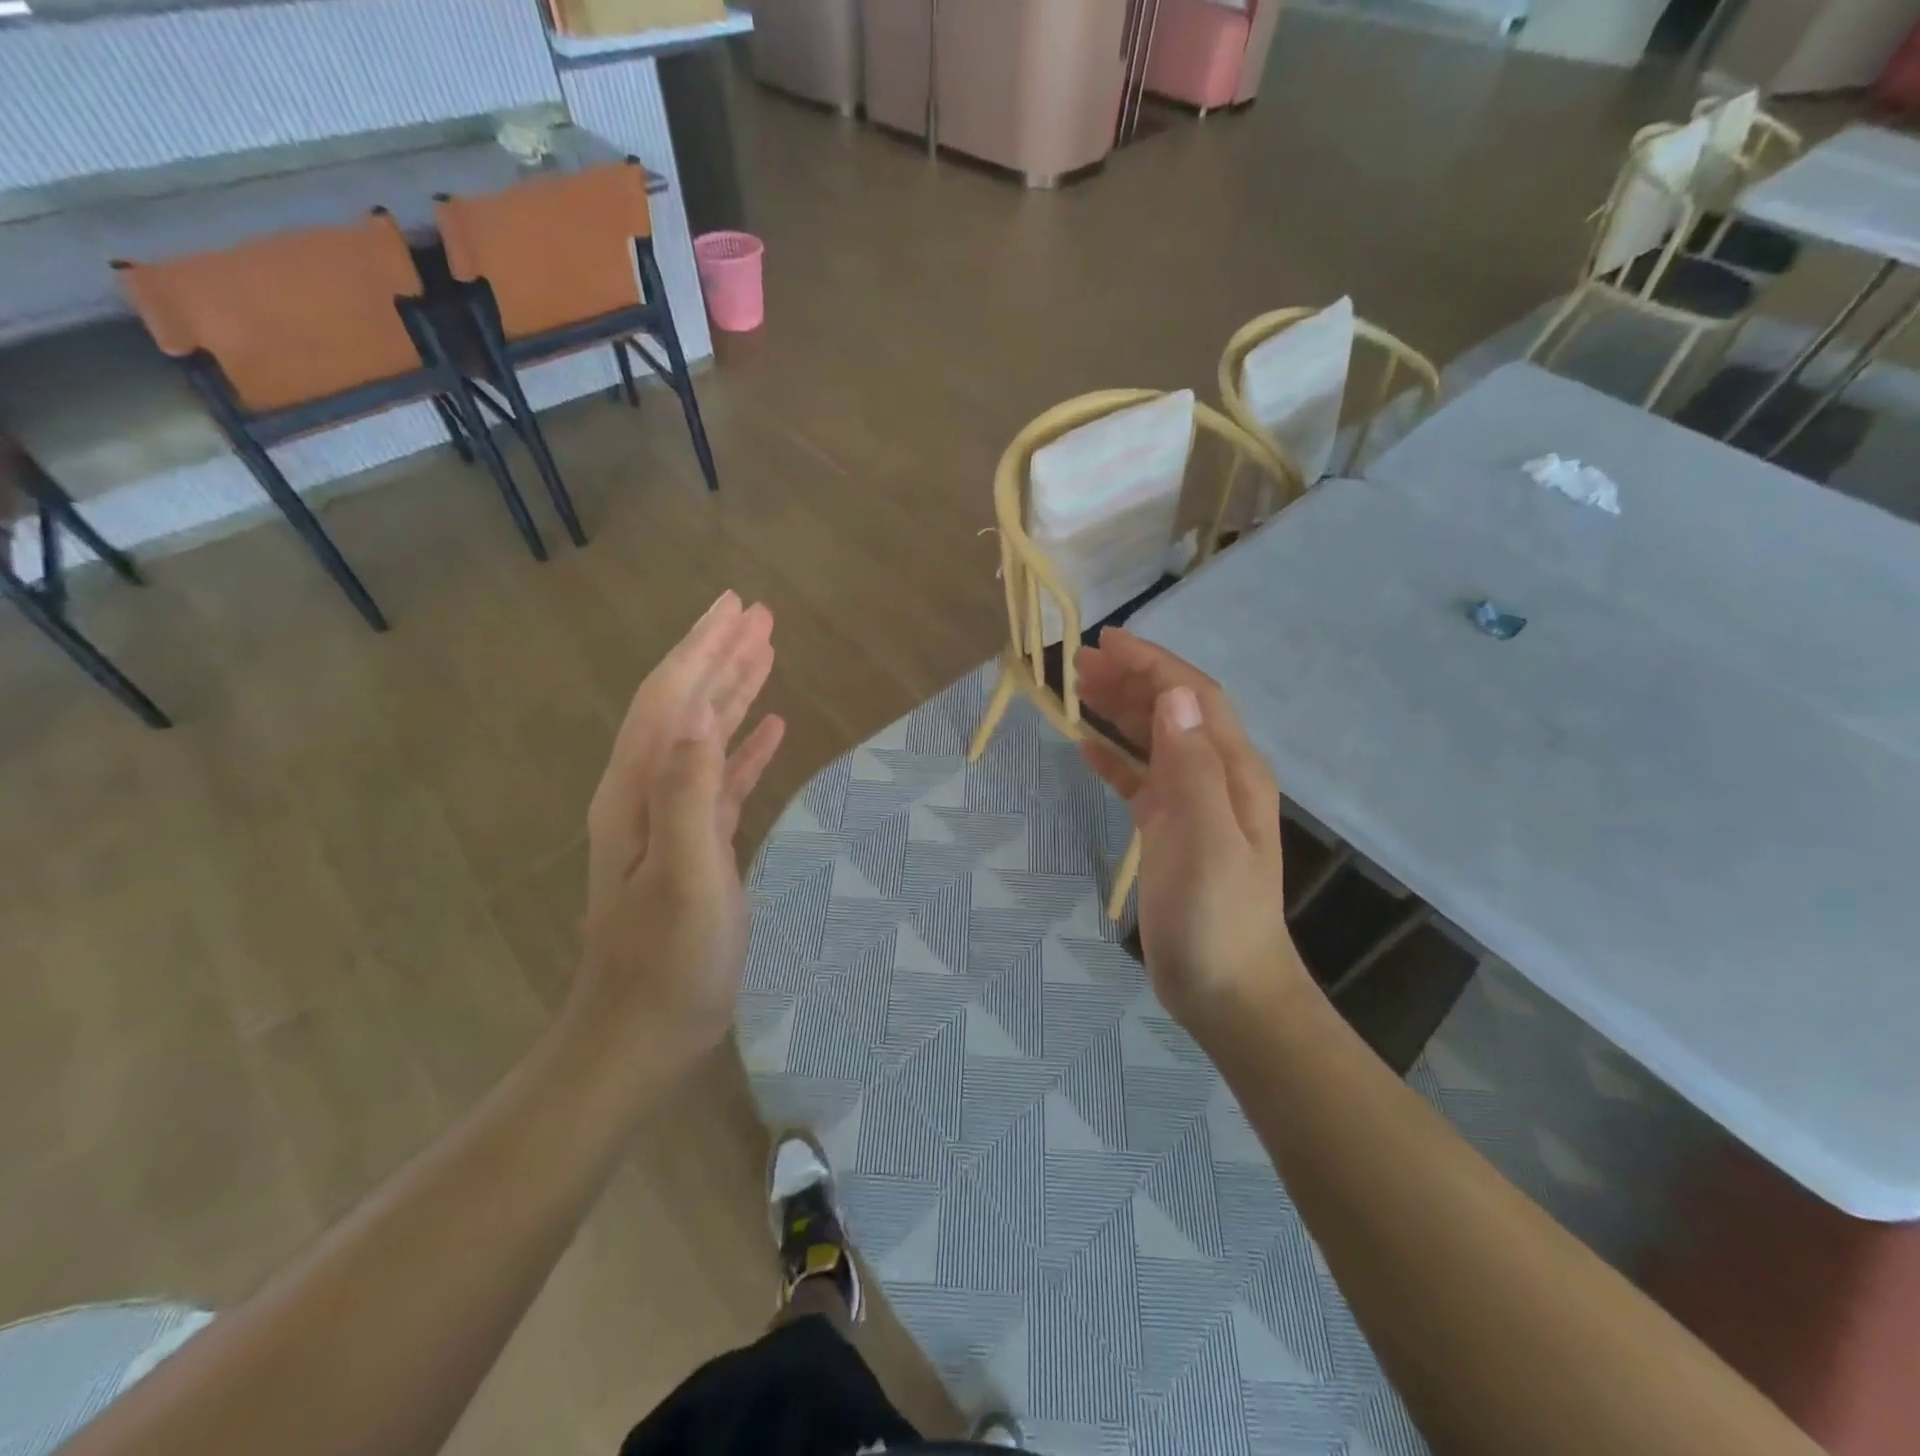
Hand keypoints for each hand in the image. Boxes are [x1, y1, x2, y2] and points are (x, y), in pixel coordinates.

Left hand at [576, 592, 786, 1079]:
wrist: (643, 1033)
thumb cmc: (668, 963)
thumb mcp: (684, 878)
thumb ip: (687, 796)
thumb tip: (697, 718)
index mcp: (637, 791)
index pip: (670, 698)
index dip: (704, 648)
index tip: (737, 607)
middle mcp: (647, 792)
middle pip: (684, 704)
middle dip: (720, 655)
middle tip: (758, 615)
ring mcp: (671, 818)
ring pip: (705, 735)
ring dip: (734, 690)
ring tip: (768, 652)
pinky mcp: (696, 842)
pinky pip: (723, 777)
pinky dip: (745, 745)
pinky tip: (771, 728)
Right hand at [1076, 628, 1306, 1039]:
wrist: (1228, 989)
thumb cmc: (1216, 916)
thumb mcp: (1205, 839)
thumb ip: (1191, 766)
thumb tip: (1173, 695)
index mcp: (1232, 771)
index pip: (1193, 698)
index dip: (1153, 665)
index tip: (1107, 642)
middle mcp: (1216, 778)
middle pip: (1173, 712)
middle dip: (1130, 681)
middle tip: (1078, 663)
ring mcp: (1193, 805)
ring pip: (1155, 741)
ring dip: (1120, 712)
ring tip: (1078, 691)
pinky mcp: (1170, 832)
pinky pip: (1140, 780)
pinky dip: (1115, 758)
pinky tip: (1087, 747)